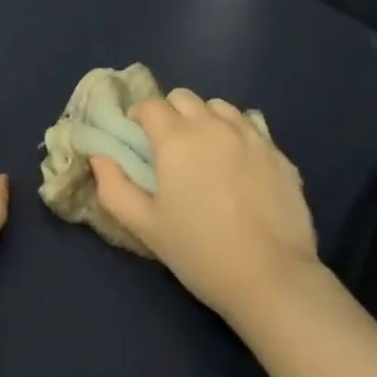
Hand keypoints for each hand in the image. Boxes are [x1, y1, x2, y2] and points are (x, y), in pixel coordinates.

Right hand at [90, 89, 318, 322]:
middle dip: (170, 112)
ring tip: (206, 152)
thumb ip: (114, 188)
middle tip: (170, 146)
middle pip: (183, 97)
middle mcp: (212, 124)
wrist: (272, 279)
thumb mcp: (147, 228)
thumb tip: (99, 157)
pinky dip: (237, 137)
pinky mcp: (277, 152)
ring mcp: (249, 135)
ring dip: (205, 119)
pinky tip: (240, 170)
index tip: (137, 138)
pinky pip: (250, 129)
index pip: (150, 105)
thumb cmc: (201, 253)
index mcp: (176, 138)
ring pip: (219, 107)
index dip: (139, 117)